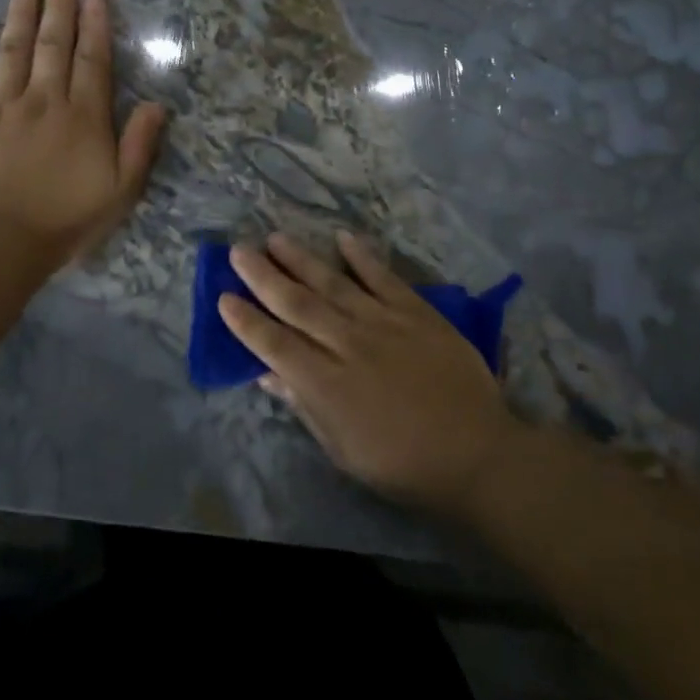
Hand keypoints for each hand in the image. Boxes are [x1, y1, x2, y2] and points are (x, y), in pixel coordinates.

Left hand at [0, 0, 166, 266]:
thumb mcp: (120, 191)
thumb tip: (157, 104)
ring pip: (14, 49)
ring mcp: (2, 105)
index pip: (92, 61)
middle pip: (53, 44)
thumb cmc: (65, 219)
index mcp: (83, 116)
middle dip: (59, 6)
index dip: (95, 27)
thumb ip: (139, 145)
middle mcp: (44, 99)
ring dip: (21, 13)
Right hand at [219, 231, 520, 515]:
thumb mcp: (342, 450)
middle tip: (238, 251)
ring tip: (275, 238)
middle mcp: (348, 344)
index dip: (246, 321)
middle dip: (263, 276)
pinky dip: (362, 256)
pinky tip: (342, 237)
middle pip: (297, 304)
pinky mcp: (416, 312)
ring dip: (301, 259)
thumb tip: (266, 374)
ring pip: (333, 283)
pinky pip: (383, 277)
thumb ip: (303, 406)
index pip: (274, 344)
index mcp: (326, 384)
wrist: (475, 452)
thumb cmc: (401, 463)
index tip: (223, 298)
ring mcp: (383, 322)